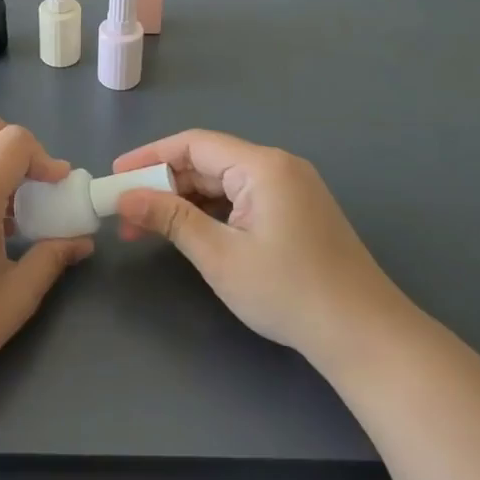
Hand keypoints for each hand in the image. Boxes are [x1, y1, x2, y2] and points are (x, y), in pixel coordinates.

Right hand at [113, 130, 417, 362]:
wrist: (364, 335)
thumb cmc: (288, 291)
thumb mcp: (220, 255)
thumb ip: (171, 218)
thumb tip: (124, 197)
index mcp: (262, 166)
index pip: (193, 144)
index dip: (149, 156)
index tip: (115, 175)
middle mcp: (278, 167)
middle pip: (207, 162)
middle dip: (163, 184)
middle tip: (126, 210)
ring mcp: (291, 189)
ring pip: (223, 182)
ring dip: (184, 200)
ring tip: (147, 227)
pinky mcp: (296, 211)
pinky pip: (241, 198)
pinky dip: (210, 211)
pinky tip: (188, 231)